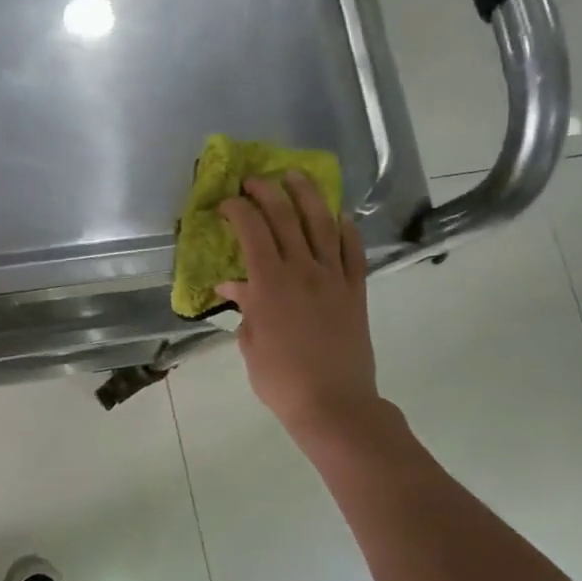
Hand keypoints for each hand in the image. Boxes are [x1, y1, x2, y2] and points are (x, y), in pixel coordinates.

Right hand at [216, 172, 380, 440]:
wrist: (333, 403)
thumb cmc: (280, 379)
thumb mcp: (250, 343)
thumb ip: (244, 307)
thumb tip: (232, 284)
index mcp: (269, 284)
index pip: (252, 232)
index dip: (238, 210)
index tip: (226, 202)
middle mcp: (302, 271)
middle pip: (285, 218)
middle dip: (266, 192)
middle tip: (253, 180)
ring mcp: (333, 278)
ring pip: (321, 224)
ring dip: (307, 196)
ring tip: (296, 177)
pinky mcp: (355, 291)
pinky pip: (353, 252)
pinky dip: (346, 230)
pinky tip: (339, 217)